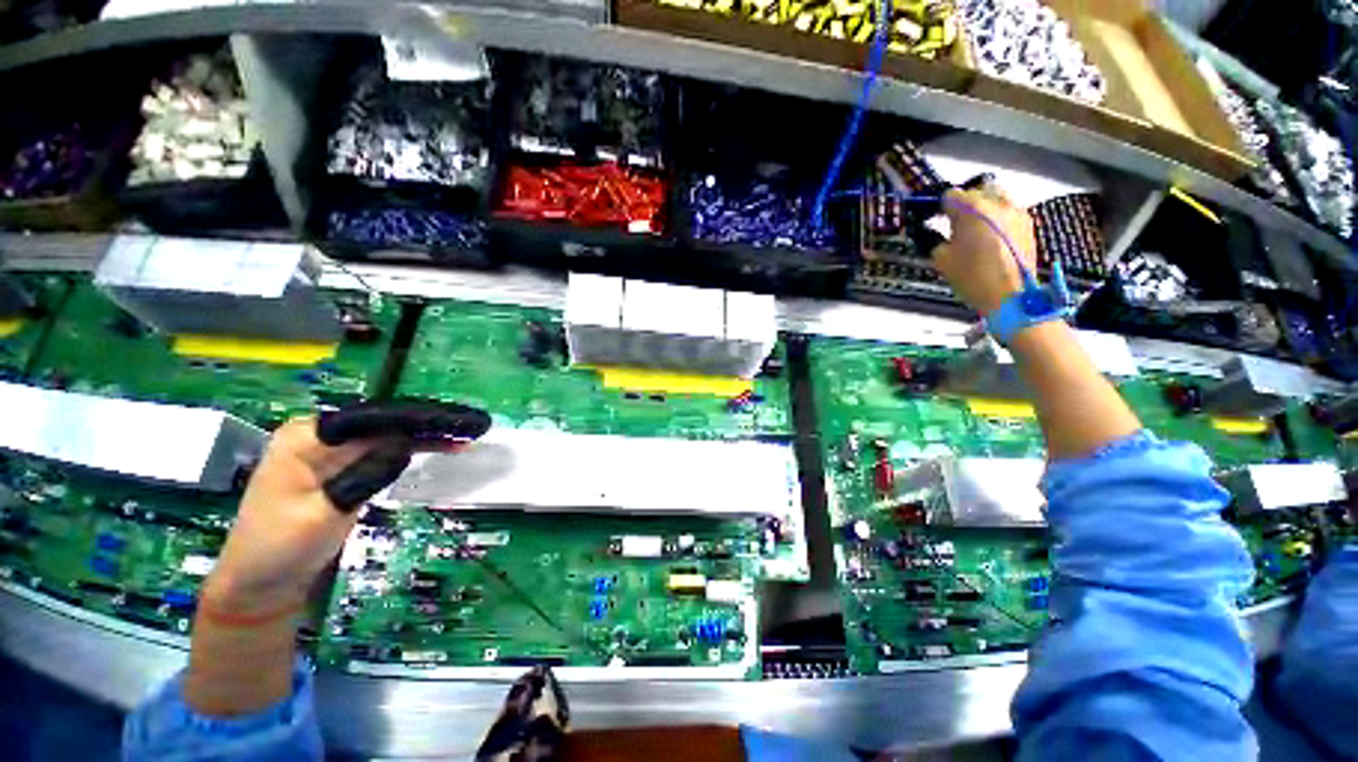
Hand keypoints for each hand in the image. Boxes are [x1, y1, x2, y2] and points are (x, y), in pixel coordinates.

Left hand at [186, 401, 490, 716]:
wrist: (259, 583)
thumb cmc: (279, 549)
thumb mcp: (321, 515)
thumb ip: (363, 476)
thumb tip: (406, 445)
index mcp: (308, 437)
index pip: (375, 417)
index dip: (421, 417)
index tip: (459, 420)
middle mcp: (322, 435)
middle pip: (387, 421)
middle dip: (432, 422)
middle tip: (475, 425)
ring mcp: (335, 451)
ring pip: (393, 434)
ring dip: (430, 435)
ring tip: (469, 435)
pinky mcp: (346, 467)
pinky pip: (389, 450)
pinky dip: (417, 449)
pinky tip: (444, 448)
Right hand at [932, 186, 1036, 314]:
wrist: (1009, 295)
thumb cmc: (971, 276)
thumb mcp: (942, 259)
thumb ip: (937, 239)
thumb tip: (936, 232)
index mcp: (973, 209)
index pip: (951, 195)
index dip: (940, 208)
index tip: (936, 219)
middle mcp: (998, 202)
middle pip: (977, 190)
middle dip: (965, 203)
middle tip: (956, 222)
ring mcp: (1016, 211)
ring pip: (996, 198)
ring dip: (984, 208)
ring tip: (975, 229)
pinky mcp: (1028, 223)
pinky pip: (1008, 211)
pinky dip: (997, 218)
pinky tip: (991, 238)